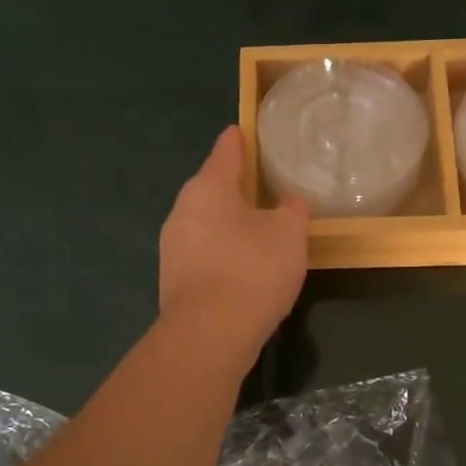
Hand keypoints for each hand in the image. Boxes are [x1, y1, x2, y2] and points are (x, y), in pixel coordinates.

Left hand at [159, 127, 308, 354]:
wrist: (209, 334)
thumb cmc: (252, 269)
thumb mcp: (289, 234)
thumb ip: (292, 210)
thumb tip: (289, 202)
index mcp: (208, 187)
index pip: (226, 150)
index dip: (240, 140)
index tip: (247, 132)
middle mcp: (182, 210)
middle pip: (211, 187)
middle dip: (235, 186)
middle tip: (265, 187)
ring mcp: (173, 247)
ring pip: (205, 223)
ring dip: (228, 223)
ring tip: (258, 229)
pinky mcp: (174, 280)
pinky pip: (203, 253)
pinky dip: (222, 252)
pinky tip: (243, 267)